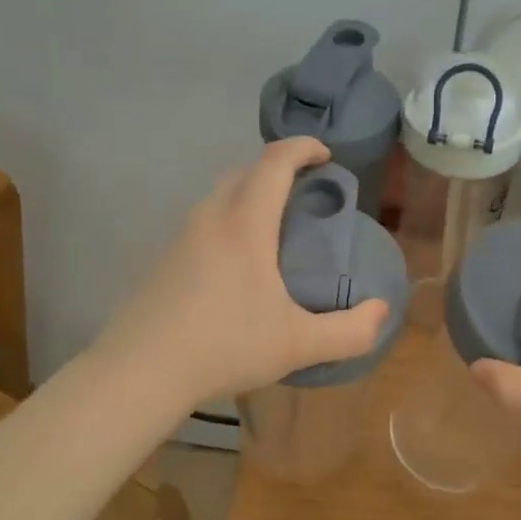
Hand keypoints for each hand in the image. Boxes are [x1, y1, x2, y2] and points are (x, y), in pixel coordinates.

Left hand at [93, 137, 389, 409]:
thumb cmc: (224, 347)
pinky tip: (235, 268)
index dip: (302, 147)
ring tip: (273, 230)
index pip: (274, 162)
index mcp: (245, 225)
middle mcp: (209, 219)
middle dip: (277, 169)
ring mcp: (179, 238)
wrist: (139, 371)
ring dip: (249, 196)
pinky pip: (202, 223)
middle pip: (244, 171)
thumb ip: (349, 331)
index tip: (325, 155)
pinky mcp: (161, 260)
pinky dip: (227, 223)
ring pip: (218, 197)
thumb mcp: (298, 345)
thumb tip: (381, 311)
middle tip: (304, 193)